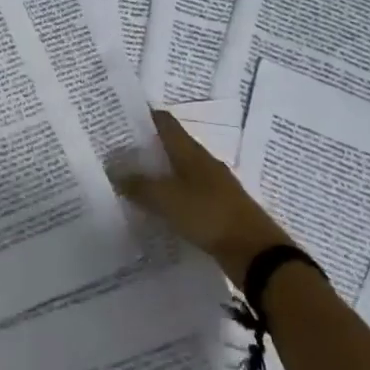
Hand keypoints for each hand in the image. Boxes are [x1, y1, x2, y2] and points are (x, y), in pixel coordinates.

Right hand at [115, 111, 292, 282]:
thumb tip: (114, 169)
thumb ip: (139, 185)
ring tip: (131, 180)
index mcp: (190, 152)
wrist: (255, 252)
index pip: (165, 122)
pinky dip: (170, 195)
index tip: (119, 118)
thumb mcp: (167, 199)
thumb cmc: (209, 215)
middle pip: (171, 146)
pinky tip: (156, 207)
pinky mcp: (217, 207)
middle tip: (117, 152)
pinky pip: (187, 193)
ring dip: (157, 172)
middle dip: (146, 146)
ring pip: (178, 171)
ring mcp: (213, 185)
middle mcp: (202, 162)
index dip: (144, 116)